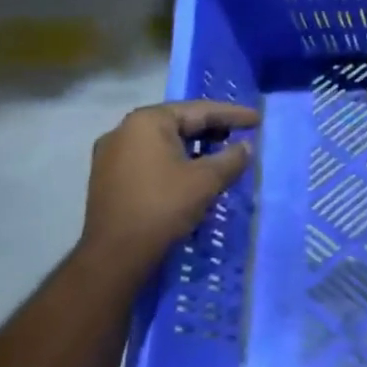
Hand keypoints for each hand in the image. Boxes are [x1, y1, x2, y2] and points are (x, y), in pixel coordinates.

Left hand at [84, 101, 259, 261]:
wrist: (115, 256)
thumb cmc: (163, 207)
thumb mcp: (207, 180)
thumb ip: (231, 158)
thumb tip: (246, 147)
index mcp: (148, 121)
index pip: (199, 110)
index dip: (232, 114)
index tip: (257, 119)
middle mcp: (124, 130)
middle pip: (179, 123)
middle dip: (212, 129)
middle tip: (241, 134)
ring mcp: (111, 154)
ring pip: (164, 142)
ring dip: (194, 147)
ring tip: (220, 154)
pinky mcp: (108, 178)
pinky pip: (150, 158)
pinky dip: (174, 161)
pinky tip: (192, 173)